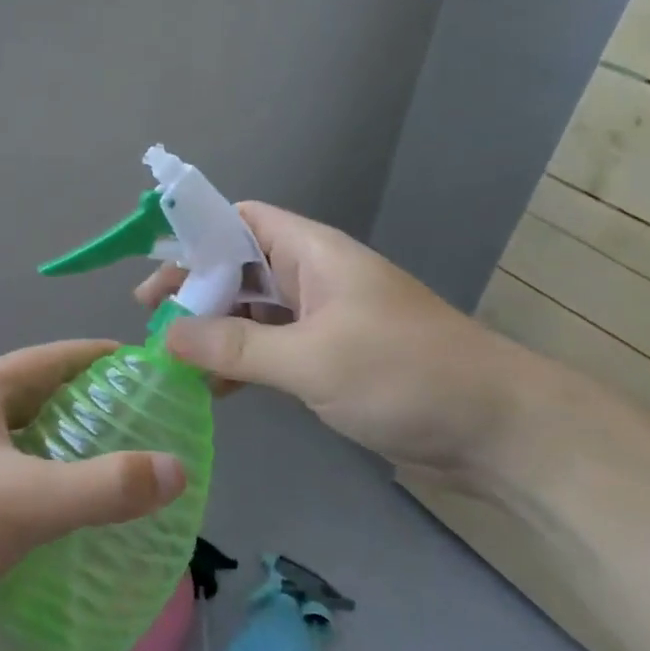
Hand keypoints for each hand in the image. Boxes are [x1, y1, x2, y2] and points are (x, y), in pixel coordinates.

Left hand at [0, 341, 186, 647]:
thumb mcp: (25, 501)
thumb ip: (104, 487)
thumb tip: (176, 469)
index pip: (61, 356)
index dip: (110, 361)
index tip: (158, 377)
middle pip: (47, 395)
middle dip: (98, 409)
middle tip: (153, 433)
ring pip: (29, 439)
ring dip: (72, 450)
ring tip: (124, 474)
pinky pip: (12, 475)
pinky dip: (46, 484)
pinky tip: (72, 517)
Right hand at [134, 203, 557, 491]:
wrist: (498, 431)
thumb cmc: (404, 374)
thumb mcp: (311, 359)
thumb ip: (234, 347)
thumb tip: (167, 337)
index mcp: (312, 253)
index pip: (240, 219)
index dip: (195, 234)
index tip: (155, 270)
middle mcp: (313, 277)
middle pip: (238, 266)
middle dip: (194, 289)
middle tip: (151, 320)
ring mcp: (322, 318)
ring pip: (251, 311)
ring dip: (213, 330)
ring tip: (170, 357)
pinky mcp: (330, 357)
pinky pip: (270, 347)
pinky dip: (240, 362)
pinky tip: (213, 389)